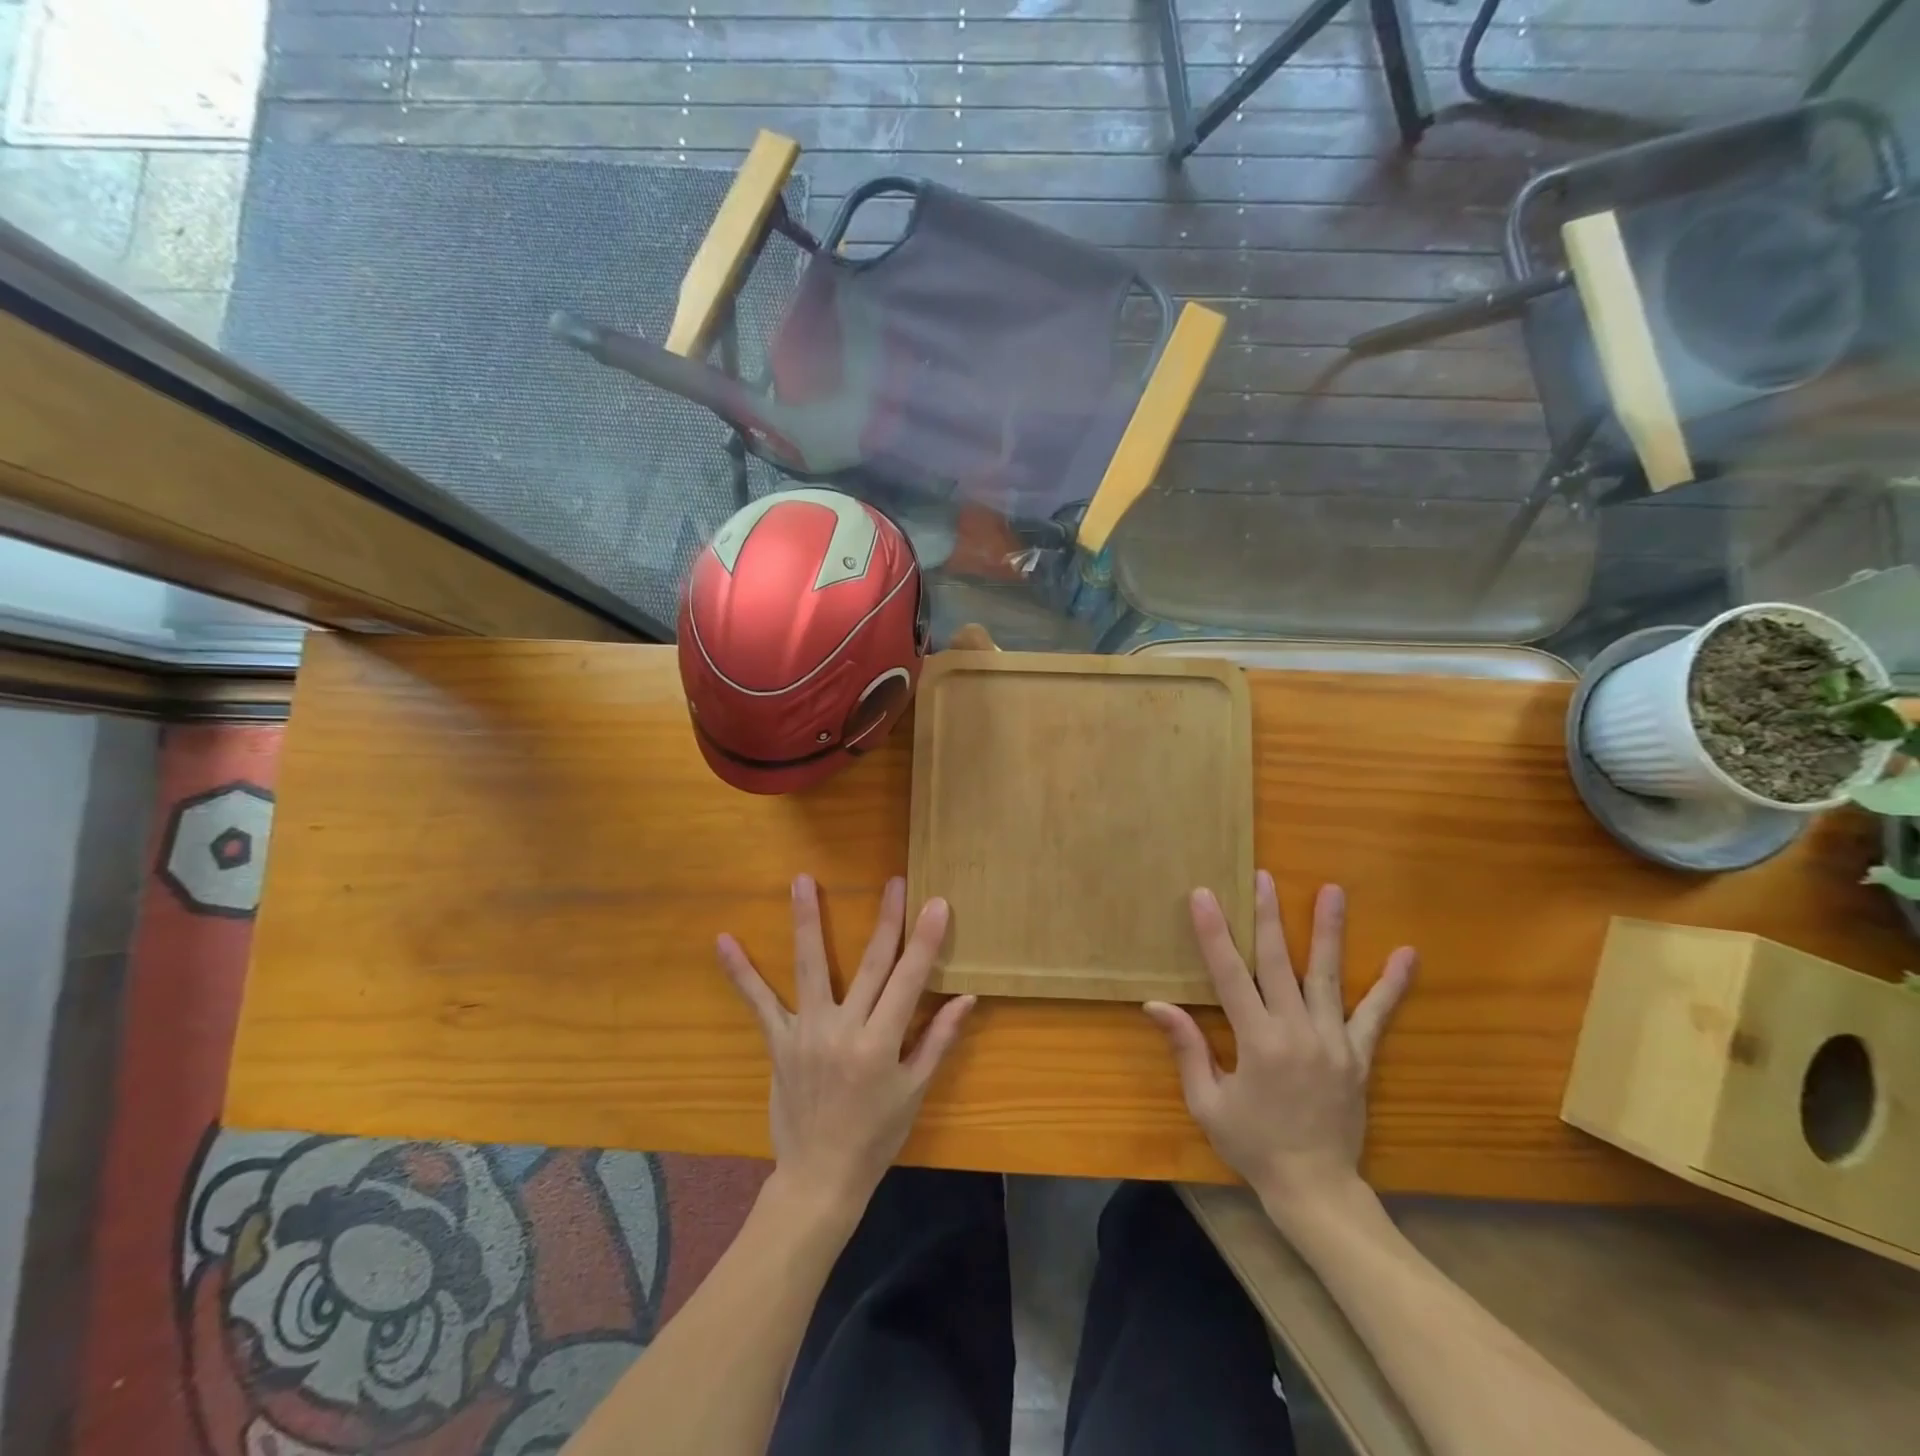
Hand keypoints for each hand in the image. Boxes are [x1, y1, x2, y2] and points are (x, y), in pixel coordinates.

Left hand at [717, 874, 975, 1218]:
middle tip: (894, 881)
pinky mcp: (779, 1042)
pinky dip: (741, 972)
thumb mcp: (915, 1091)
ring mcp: (807, 1033)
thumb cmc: (876, 1136)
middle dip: (886, 919)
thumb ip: (938, 1039)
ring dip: (807, 920)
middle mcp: (844, 1029)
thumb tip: (967, 997)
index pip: (910, 980)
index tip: (936, 903)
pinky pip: (759, 1003)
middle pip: (870, 963)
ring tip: (801, 880)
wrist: (820, 1178)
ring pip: (809, 966)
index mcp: (882, 1043)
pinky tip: (723, 941)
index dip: (924, 940)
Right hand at [1144, 872, 1414, 1223]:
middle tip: (1264, 877)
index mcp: (1257, 1042)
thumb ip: (1186, 1049)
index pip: (1229, 975)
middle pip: (1278, 962)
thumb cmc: (1253, 1144)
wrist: (1316, 1188)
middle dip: (1268, 916)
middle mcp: (1297, 1032)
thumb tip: (1156, 1005)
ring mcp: (1333, 1041)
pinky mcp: (1358, 1056)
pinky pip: (1375, 1015)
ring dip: (1328, 931)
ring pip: (1326, 976)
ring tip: (1333, 890)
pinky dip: (1391, 985)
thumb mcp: (1208, 1102)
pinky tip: (1407, 954)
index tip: (1205, 896)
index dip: (1215, 934)